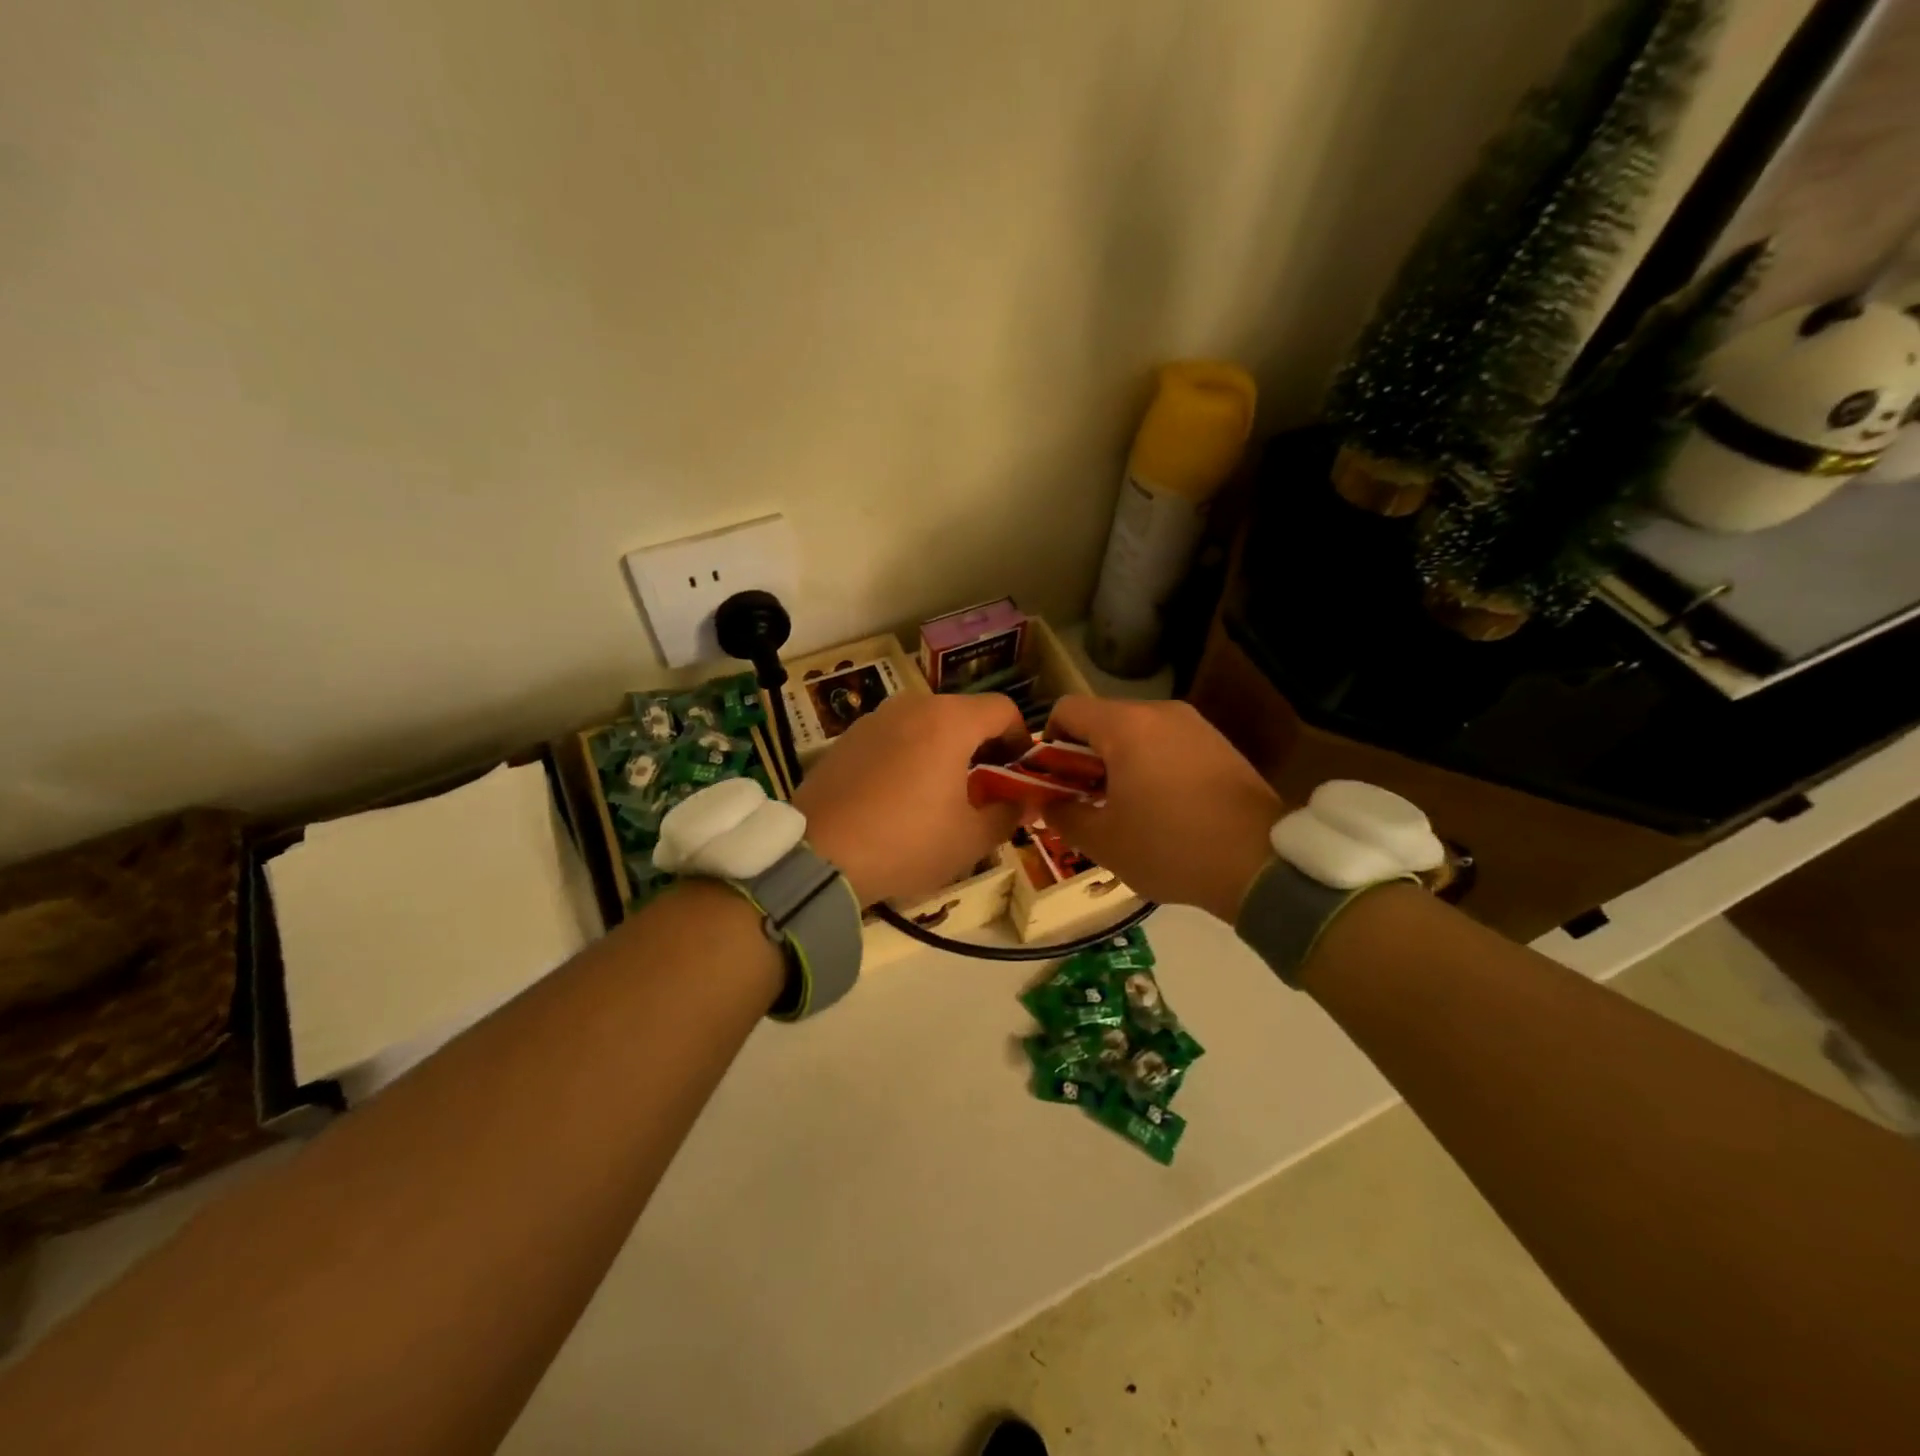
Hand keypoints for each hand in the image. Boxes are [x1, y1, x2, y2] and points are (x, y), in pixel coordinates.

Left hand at [794, 692, 1028, 906]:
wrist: (819, 855)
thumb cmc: (907, 842)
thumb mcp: (970, 840)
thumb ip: (1007, 814)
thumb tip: (1023, 802)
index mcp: (949, 721)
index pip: (1002, 709)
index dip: (1021, 738)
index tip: (1020, 771)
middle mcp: (912, 706)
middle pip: (962, 714)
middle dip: (981, 746)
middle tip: (984, 787)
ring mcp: (873, 719)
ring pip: (925, 724)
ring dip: (943, 750)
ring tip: (940, 793)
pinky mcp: (846, 739)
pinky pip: (892, 738)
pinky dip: (908, 756)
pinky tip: (898, 797)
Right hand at [1043, 697, 1280, 923]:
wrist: (1262, 864)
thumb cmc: (1170, 847)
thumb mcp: (1103, 841)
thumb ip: (1063, 814)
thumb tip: (1046, 803)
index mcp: (1126, 726)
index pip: (1067, 710)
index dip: (1048, 743)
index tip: (1053, 782)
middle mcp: (1160, 712)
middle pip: (1102, 720)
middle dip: (1083, 758)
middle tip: (1084, 801)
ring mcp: (1195, 725)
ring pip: (1136, 733)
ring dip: (1117, 763)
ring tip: (1124, 808)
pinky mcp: (1218, 744)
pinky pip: (1167, 743)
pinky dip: (1150, 765)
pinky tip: (1161, 807)